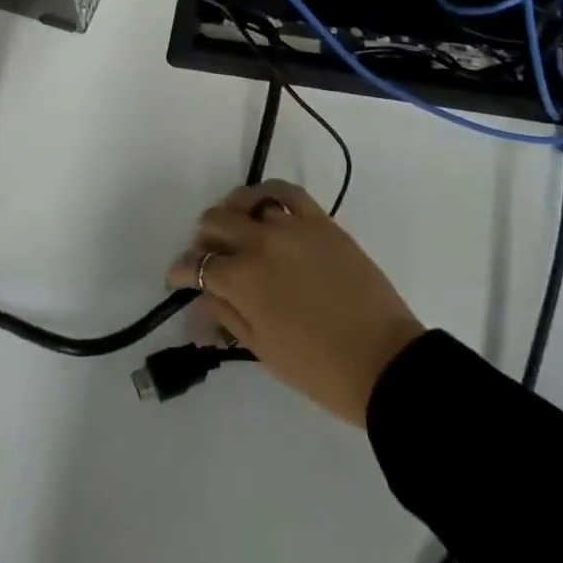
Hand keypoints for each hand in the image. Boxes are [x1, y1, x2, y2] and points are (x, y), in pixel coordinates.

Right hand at [167, 180, 426, 425]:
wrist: (385, 363)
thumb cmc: (319, 369)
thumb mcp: (263, 349)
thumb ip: (226, 315)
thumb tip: (198, 300)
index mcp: (243, 280)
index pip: (196, 265)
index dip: (180, 272)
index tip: (176, 279)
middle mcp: (261, 243)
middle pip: (215, 223)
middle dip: (203, 241)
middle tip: (209, 260)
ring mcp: (292, 227)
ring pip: (245, 203)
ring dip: (232, 218)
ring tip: (235, 233)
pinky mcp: (321, 221)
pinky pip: (286, 192)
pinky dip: (267, 195)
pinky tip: (262, 206)